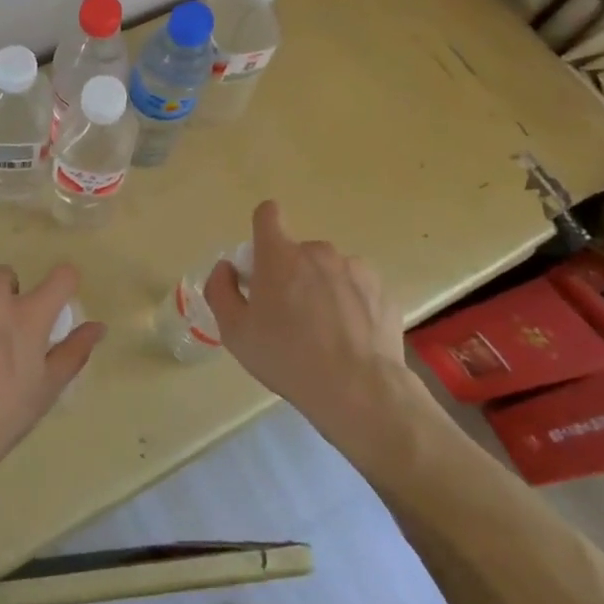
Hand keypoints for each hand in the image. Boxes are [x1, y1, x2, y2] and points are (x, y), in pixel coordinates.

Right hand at [203, 200, 405, 424]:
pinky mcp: (382, 290)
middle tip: (290, 316)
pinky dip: (350, 305)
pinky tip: (350, 339)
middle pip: (298, 252)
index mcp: (279, 256)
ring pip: (329, 271)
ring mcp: (355, 268)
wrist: (359, 390)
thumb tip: (227, 268)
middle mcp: (318, 252)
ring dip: (322, 289)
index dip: (262, 230)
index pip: (268, 213)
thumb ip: (221, 290)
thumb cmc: (287, 358)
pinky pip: (356, 289)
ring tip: (325, 333)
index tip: (262, 261)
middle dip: (291, 274)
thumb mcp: (235, 332)